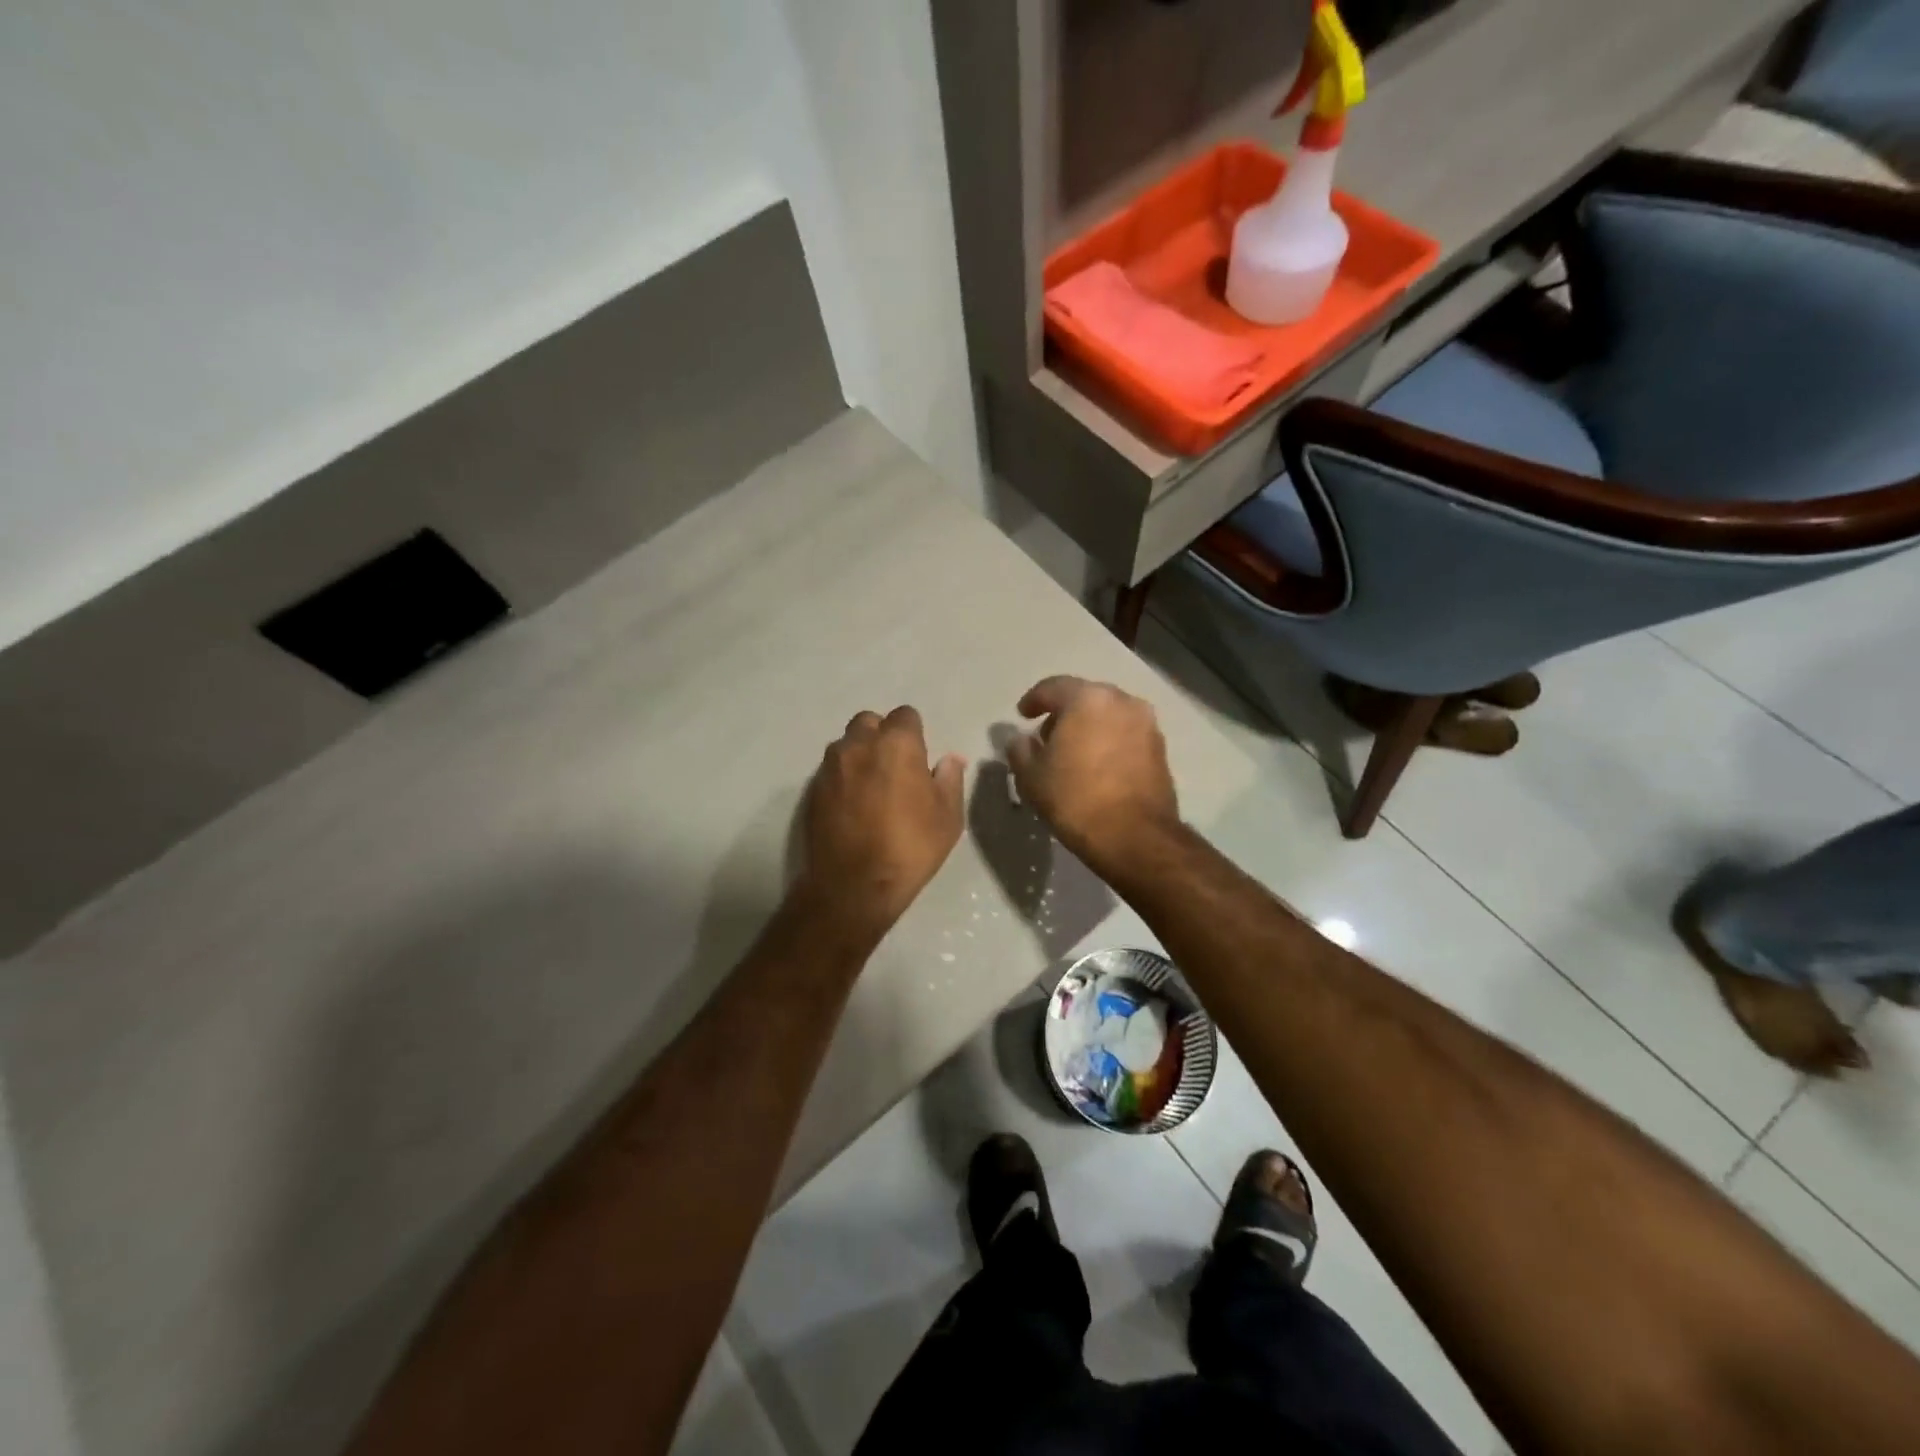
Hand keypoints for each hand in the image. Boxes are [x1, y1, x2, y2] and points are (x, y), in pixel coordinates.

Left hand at [797, 706, 965, 942]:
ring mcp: (830, 766)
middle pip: (869, 722)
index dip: (914, 733)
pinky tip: (852, 805)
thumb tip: (950, 760)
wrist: (854, 885)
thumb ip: (949, 780)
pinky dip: (843, 778)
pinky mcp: (812, 789)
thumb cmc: (910, 847)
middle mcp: (859, 744)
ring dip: (859, 754)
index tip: (920, 757)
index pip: (905, 715)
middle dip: (882, 736)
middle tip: (895, 767)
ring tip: (871, 786)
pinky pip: (831, 770)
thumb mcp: (947, 817)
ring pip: (846, 744)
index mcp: (896, 744)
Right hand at [1007, 676, 1179, 871]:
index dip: (1033, 700)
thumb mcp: (1032, 776)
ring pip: (1109, 716)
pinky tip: (1096, 766)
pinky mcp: (1160, 749)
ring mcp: (1147, 725)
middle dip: (1064, 713)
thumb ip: (1020, 750)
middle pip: (1085, 698)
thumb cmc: (1076, 799)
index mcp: (1088, 699)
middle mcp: (1122, 701)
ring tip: (1072, 754)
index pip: (1053, 687)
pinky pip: (1126, 735)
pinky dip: (1109, 742)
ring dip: (1089, 727)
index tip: (1022, 715)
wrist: (1135, 837)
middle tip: (1046, 737)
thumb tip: (1021, 740)